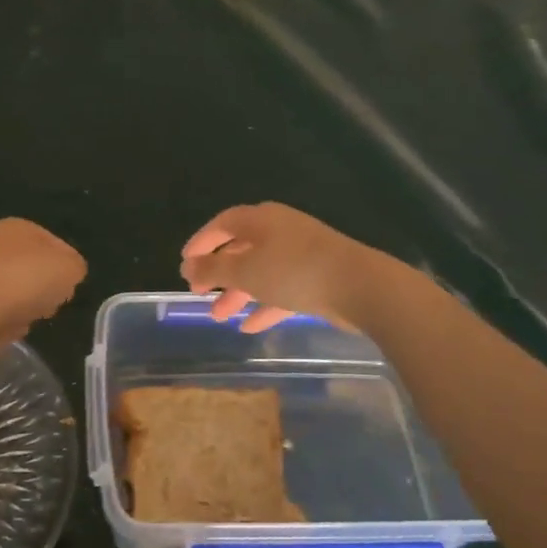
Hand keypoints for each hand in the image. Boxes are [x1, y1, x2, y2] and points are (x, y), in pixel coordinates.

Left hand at [0, 218, 86, 346]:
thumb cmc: (25, 281)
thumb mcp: (70, 268)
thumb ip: (75, 267)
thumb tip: (66, 274)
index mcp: (16, 225)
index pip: (54, 243)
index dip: (67, 267)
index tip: (70, 287)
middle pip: (32, 265)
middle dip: (45, 285)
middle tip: (53, 302)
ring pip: (14, 287)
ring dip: (26, 303)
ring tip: (31, 316)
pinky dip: (6, 317)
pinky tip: (11, 326)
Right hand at [180, 202, 388, 332]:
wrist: (361, 287)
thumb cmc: (294, 271)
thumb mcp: (245, 270)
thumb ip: (213, 269)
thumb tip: (187, 266)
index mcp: (261, 220)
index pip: (223, 223)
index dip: (202, 241)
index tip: (185, 262)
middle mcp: (280, 232)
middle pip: (241, 249)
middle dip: (218, 273)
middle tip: (198, 294)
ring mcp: (301, 255)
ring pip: (261, 272)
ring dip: (238, 293)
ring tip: (218, 317)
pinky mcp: (318, 278)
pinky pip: (282, 289)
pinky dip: (265, 305)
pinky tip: (249, 327)